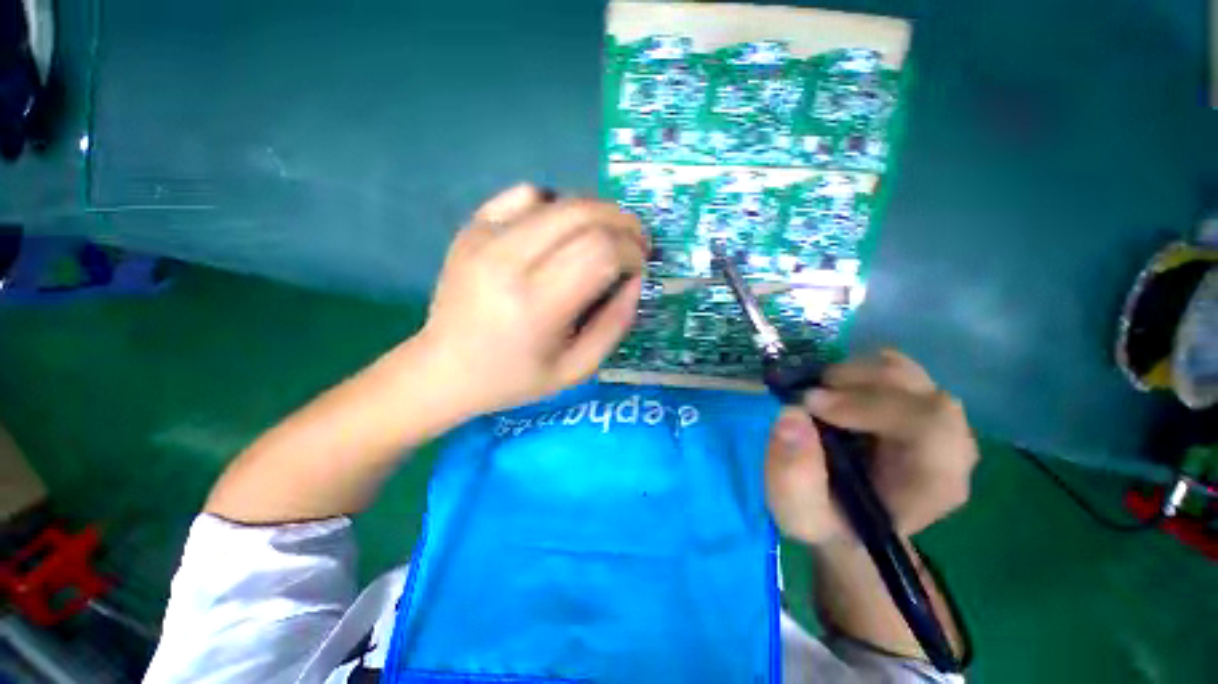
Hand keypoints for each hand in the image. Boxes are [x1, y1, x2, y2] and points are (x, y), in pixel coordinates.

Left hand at [416, 184, 646, 415]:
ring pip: (560, 200)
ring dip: (597, 213)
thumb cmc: (515, 377)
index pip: (601, 251)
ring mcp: (485, 237)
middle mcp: (509, 261)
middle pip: (584, 214)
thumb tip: (636, 278)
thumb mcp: (578, 368)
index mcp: (536, 305)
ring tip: (605, 236)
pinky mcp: (473, 227)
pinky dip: (556, 205)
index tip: (640, 266)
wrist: (444, 368)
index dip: (632, 252)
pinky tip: (560, 230)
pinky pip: (526, 195)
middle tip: (635, 243)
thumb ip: (616, 323)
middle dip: (623, 224)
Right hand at [765, 350, 977, 544]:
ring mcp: (931, 417)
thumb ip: (793, 476)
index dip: (869, 404)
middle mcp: (947, 444)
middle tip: (806, 396)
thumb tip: (792, 414)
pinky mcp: (911, 400)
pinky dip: (852, 370)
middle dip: (852, 383)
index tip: (811, 404)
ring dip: (849, 374)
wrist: (846, 518)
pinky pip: (888, 366)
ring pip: (900, 370)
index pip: (931, 424)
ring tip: (815, 395)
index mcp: (934, 481)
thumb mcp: (798, 514)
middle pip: (916, 388)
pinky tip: (829, 392)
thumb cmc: (828, 522)